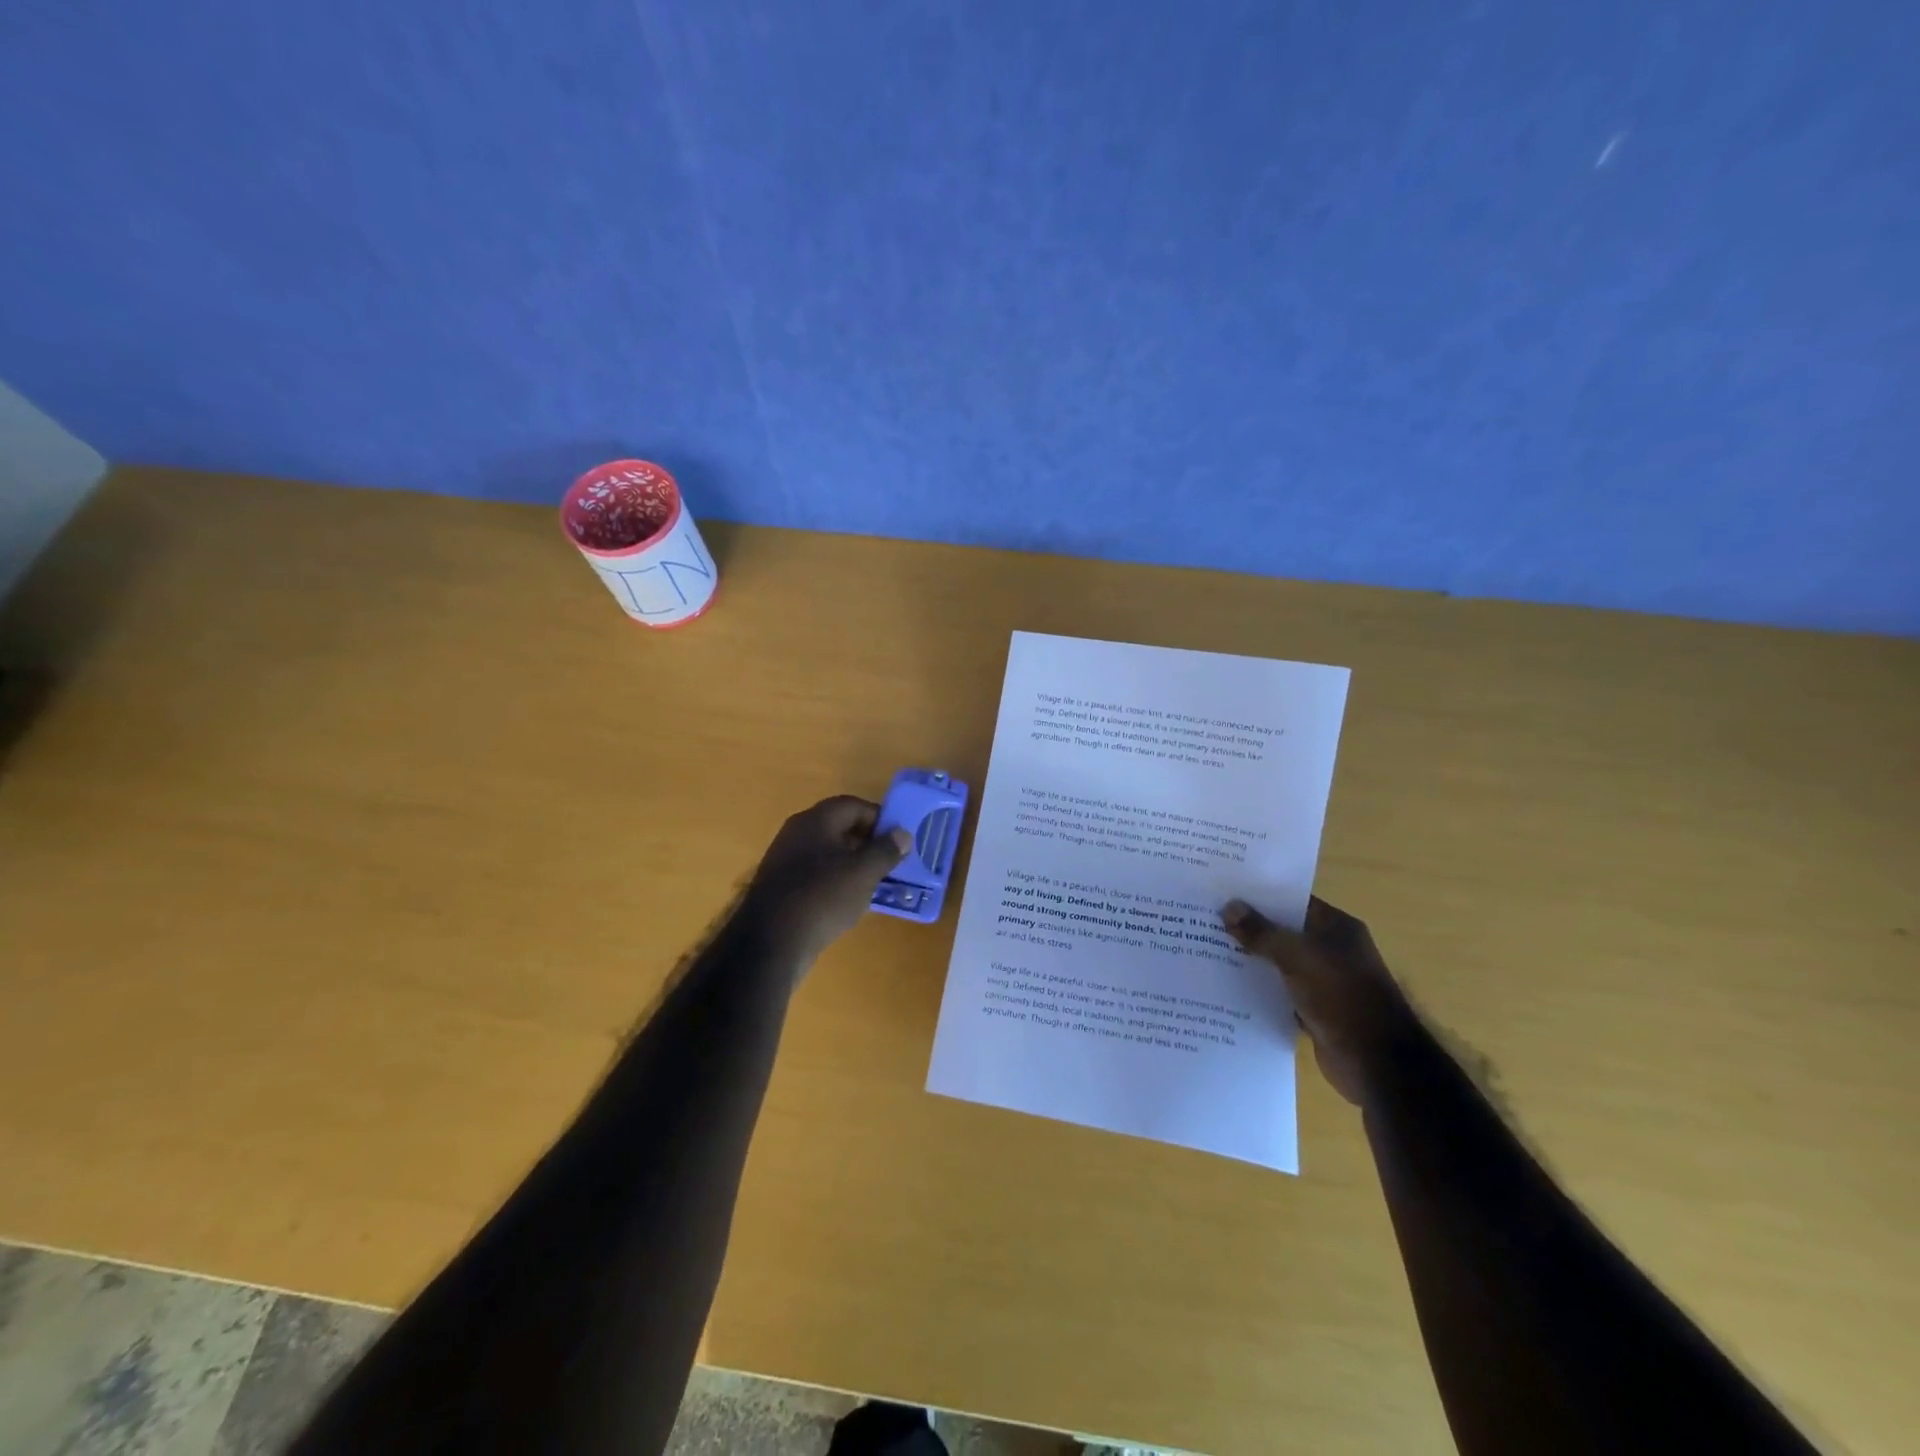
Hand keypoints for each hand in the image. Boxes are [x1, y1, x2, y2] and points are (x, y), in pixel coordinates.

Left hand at [740, 796, 912, 967]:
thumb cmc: (823, 897)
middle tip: (891, 860)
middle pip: (839, 827)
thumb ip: (886, 850)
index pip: (853, 805)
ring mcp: (785, 860)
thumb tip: (902, 834)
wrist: (771, 943)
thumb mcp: (864, 872)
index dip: (879, 818)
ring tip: (875, 882)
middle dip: (867, 841)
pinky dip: (835, 881)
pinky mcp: (781, 886)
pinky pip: (816, 874)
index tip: (899, 838)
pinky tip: (849, 901)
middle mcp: (796, 833)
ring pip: (828, 852)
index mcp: (815, 821)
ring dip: (853, 863)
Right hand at [1222, 896, 1417, 1105]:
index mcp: (1336, 927)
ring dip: (1252, 961)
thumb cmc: (1340, 995)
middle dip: (1250, 928)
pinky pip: (1281, 993)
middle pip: (1284, 932)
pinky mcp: (1315, 1011)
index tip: (1223, 891)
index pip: (1293, 901)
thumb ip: (1261, 932)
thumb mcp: (1296, 956)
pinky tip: (1227, 987)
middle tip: (1207, 919)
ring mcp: (1325, 982)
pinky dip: (1260, 991)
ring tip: (1208, 950)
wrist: (1376, 1062)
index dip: (1260, 895)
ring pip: (1280, 964)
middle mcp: (1332, 950)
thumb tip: (1228, 907)